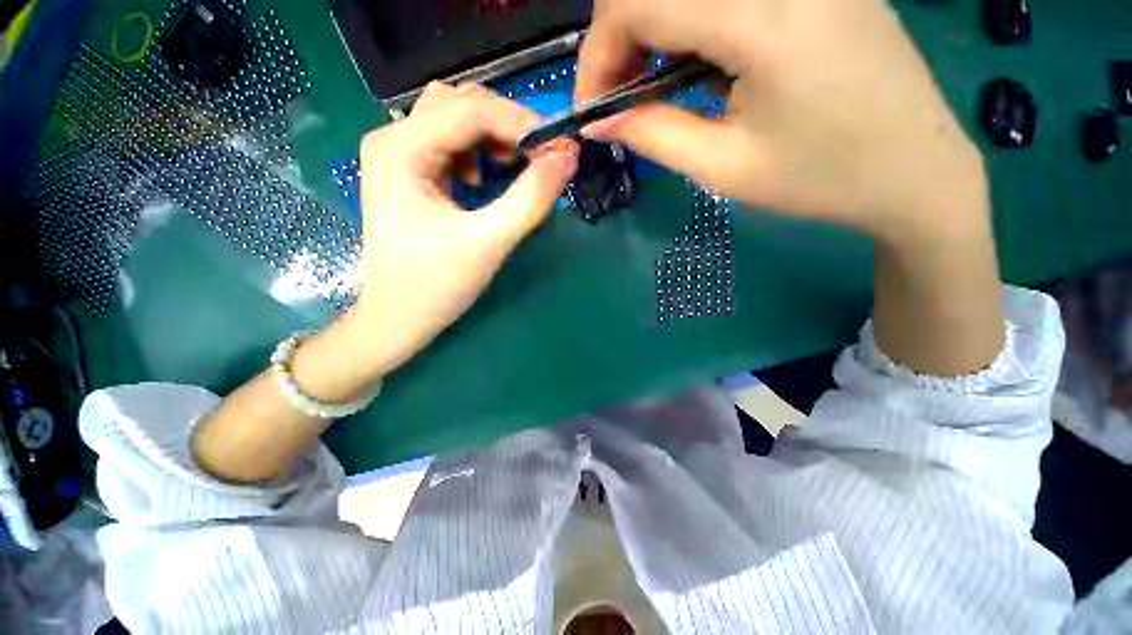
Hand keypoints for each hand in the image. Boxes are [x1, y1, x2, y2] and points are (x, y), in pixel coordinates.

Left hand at [346, 83, 578, 382]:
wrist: (398, 319)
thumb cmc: (436, 285)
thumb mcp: (489, 241)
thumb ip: (531, 198)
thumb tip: (568, 158)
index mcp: (401, 149)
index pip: (471, 110)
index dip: (522, 124)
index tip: (561, 150)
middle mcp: (394, 139)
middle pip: (461, 104)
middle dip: (507, 127)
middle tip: (538, 160)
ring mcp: (399, 155)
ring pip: (456, 119)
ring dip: (492, 137)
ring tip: (508, 169)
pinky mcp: (409, 173)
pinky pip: (450, 143)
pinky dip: (477, 152)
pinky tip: (480, 181)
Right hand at [576, 0, 986, 242]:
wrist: (914, 171)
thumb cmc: (820, 180)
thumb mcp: (723, 168)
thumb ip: (652, 134)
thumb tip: (599, 118)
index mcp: (765, 17)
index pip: (638, 0)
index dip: (597, 53)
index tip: (592, 106)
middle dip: (619, 39)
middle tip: (620, 98)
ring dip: (653, 30)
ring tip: (656, 88)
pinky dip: (689, 22)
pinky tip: (698, 64)